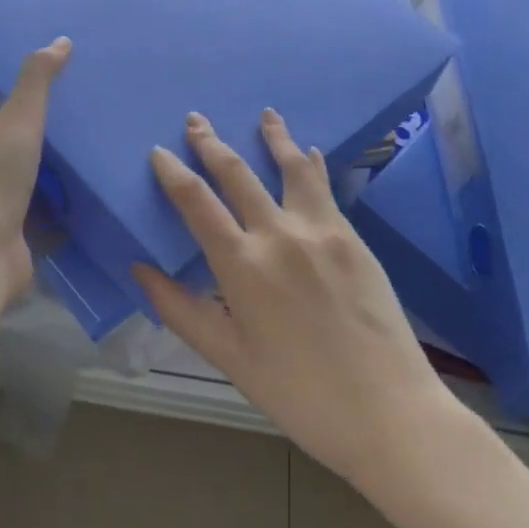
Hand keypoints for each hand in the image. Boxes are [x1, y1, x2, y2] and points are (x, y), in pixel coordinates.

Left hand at [0, 37, 70, 303]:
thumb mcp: (19, 119)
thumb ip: (37, 82)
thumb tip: (62, 41)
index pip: (0, 126)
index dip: (22, 117)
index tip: (57, 109)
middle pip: (18, 158)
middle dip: (44, 151)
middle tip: (87, 138)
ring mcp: (0, 215)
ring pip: (34, 191)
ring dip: (58, 184)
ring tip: (97, 169)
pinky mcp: (19, 243)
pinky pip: (48, 223)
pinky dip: (66, 217)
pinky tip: (93, 208)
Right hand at [133, 109, 459, 491]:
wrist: (388, 412)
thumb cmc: (298, 393)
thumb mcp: (229, 356)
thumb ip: (181, 309)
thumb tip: (140, 269)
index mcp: (242, 264)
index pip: (196, 202)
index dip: (173, 172)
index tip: (159, 151)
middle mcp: (278, 234)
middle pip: (236, 173)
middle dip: (211, 142)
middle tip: (196, 119)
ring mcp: (320, 231)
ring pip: (290, 168)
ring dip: (273, 137)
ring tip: (265, 115)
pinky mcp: (352, 238)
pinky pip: (325, 189)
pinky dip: (312, 165)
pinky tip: (310, 152)